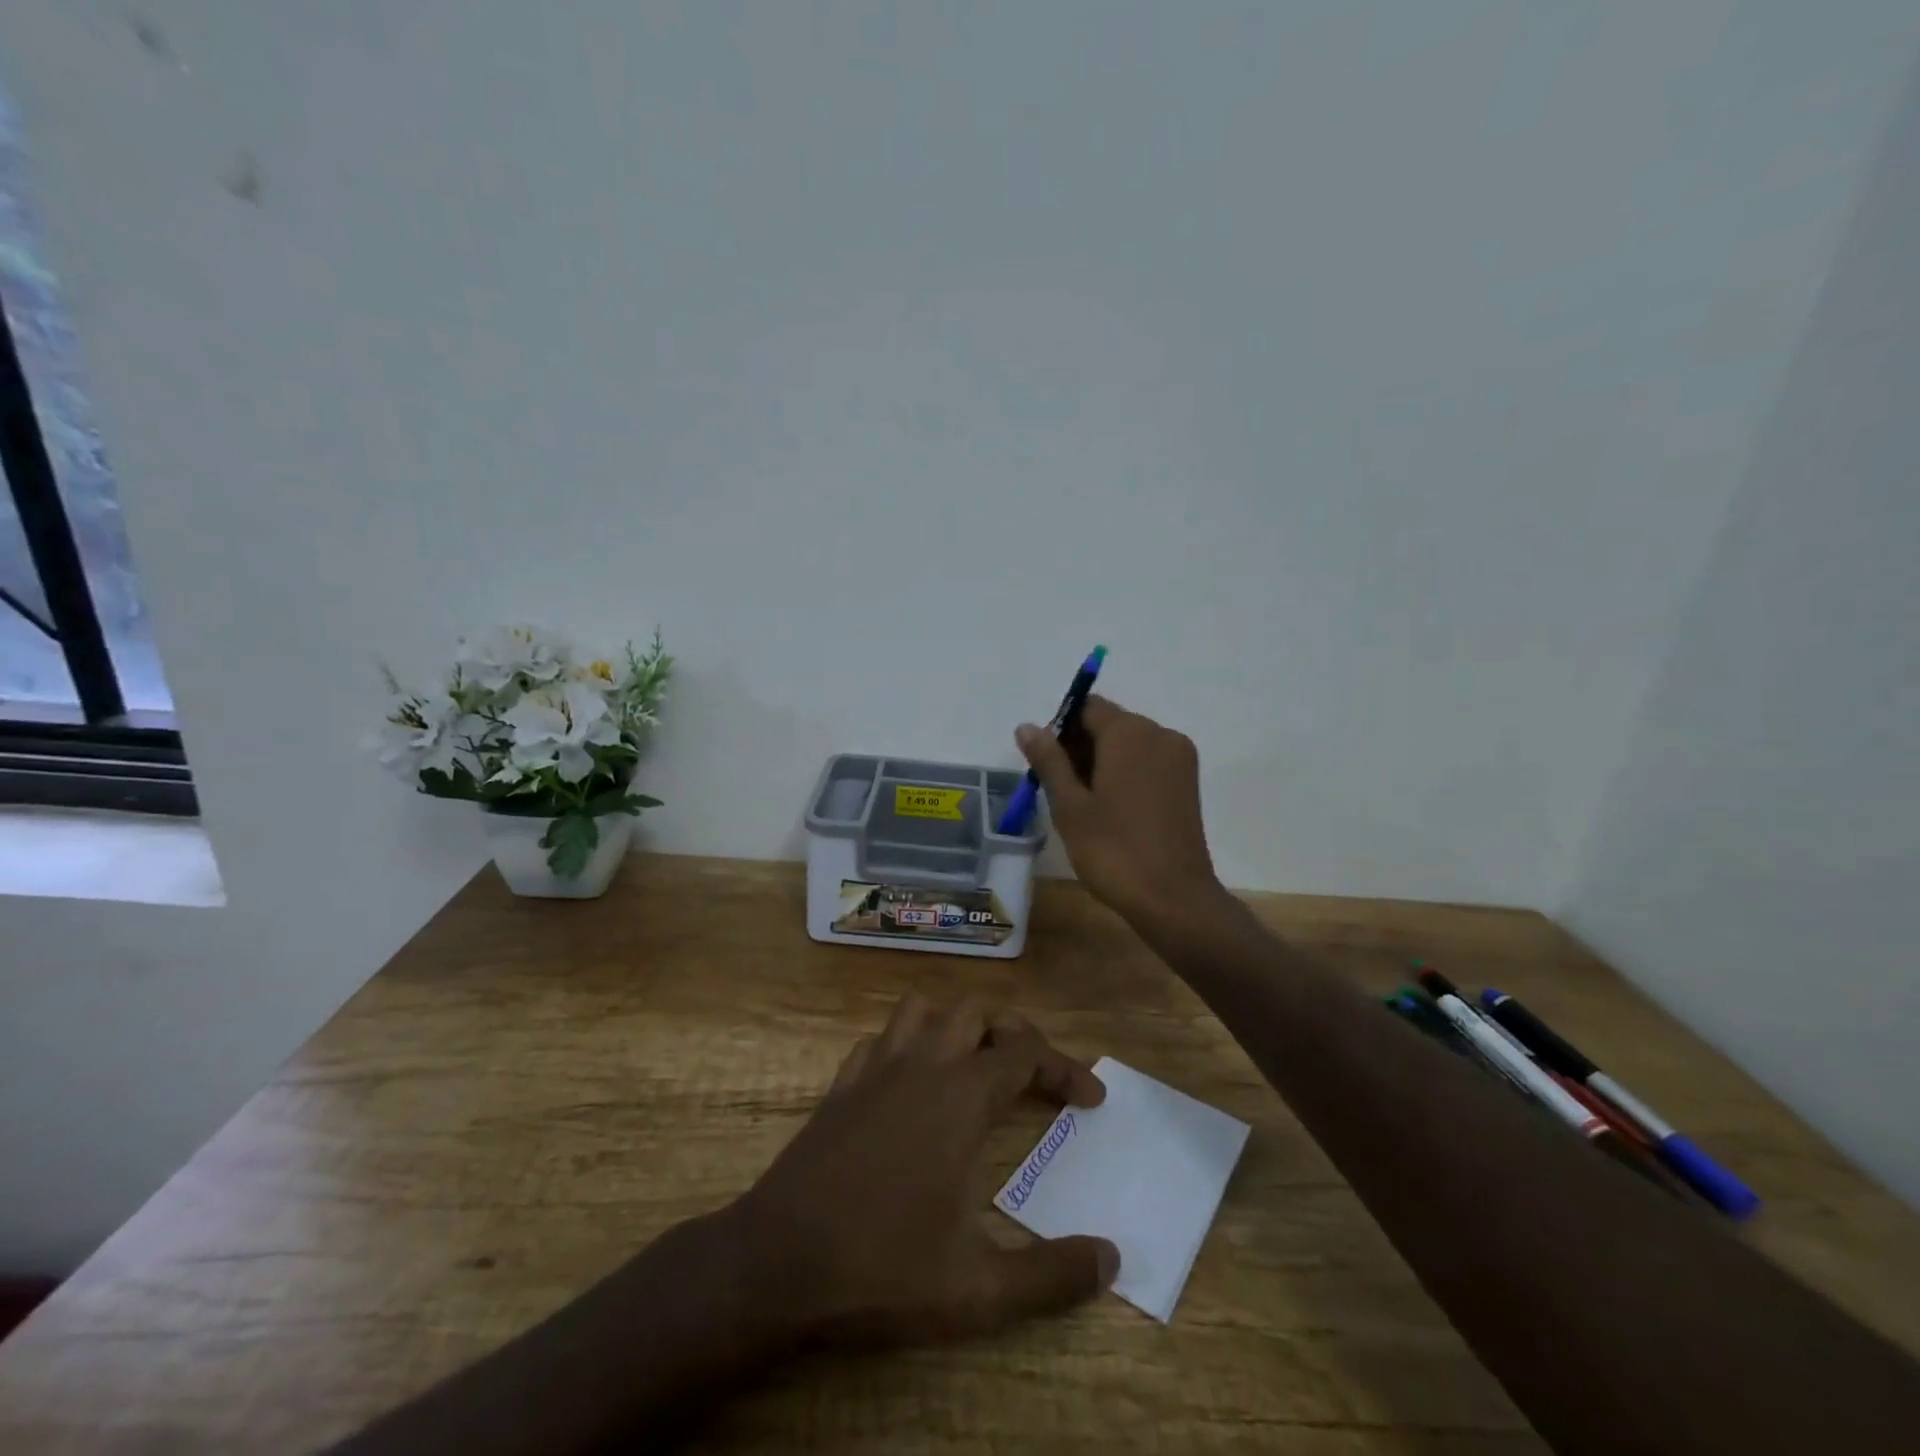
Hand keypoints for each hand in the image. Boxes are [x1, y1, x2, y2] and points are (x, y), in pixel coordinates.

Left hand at [731, 994, 1117, 1348]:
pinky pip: (881, 1038)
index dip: (1065, 1068)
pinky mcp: (842, 1084)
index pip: (1026, 1053)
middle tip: (1035, 1071)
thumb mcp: (979, 1288)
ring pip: (924, 1007)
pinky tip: (911, 1081)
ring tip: (975, 1061)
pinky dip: (907, 1043)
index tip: (1090, 1099)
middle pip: (978, 1011)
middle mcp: (922, 1065)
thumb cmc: (882, 1266)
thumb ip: (1052, 1276)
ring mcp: (875, 1068)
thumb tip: (1111, 1258)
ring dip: (956, 1022)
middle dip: (1015, 1030)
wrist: (777, 1261)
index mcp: (961, 1097)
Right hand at [1016, 695, 1224, 927]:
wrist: (1173, 899)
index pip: (1087, 708)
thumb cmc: (1113, 851)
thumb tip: (1027, 726)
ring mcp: (1179, 758)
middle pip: (1109, 723)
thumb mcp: (1070, 806)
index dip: (1061, 729)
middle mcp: (1160, 734)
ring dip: (1101, 761)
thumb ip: (1048, 760)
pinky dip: (1125, 773)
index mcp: (1130, 733)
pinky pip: (1148, 761)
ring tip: (1083, 804)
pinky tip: (1110, 809)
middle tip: (1060, 790)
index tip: (1046, 765)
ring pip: (1129, 744)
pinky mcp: (1187, 782)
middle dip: (1080, 747)